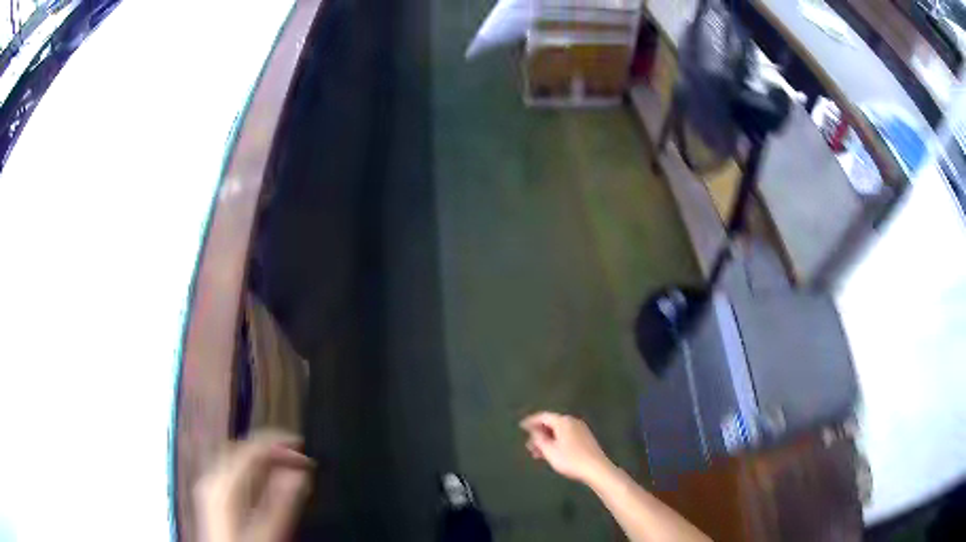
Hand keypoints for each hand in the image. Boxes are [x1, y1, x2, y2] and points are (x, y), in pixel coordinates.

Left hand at [195, 430, 312, 541]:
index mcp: (223, 484)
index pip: (252, 449)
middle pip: (242, 449)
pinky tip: (266, 479)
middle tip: (298, 454)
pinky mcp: (213, 497)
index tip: (303, 449)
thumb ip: (283, 502)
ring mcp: (210, 487)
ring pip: (237, 457)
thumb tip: (299, 473)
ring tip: (286, 463)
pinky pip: (232, 470)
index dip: (280, 445)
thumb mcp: (269, 531)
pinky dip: (252, 469)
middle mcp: (212, 479)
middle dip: (271, 448)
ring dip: (263, 457)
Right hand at [520, 412, 613, 483]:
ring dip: (547, 440)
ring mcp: (581, 430)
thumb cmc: (570, 459)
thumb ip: (539, 439)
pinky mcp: (585, 438)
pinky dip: (556, 442)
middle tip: (528, 445)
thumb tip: (533, 430)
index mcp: (563, 421)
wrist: (596, 468)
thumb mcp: (549, 450)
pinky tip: (551, 454)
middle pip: (552, 423)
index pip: (543, 416)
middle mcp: (572, 421)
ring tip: (537, 453)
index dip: (531, 421)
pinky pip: (566, 436)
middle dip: (539, 433)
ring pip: (559, 431)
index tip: (521, 427)